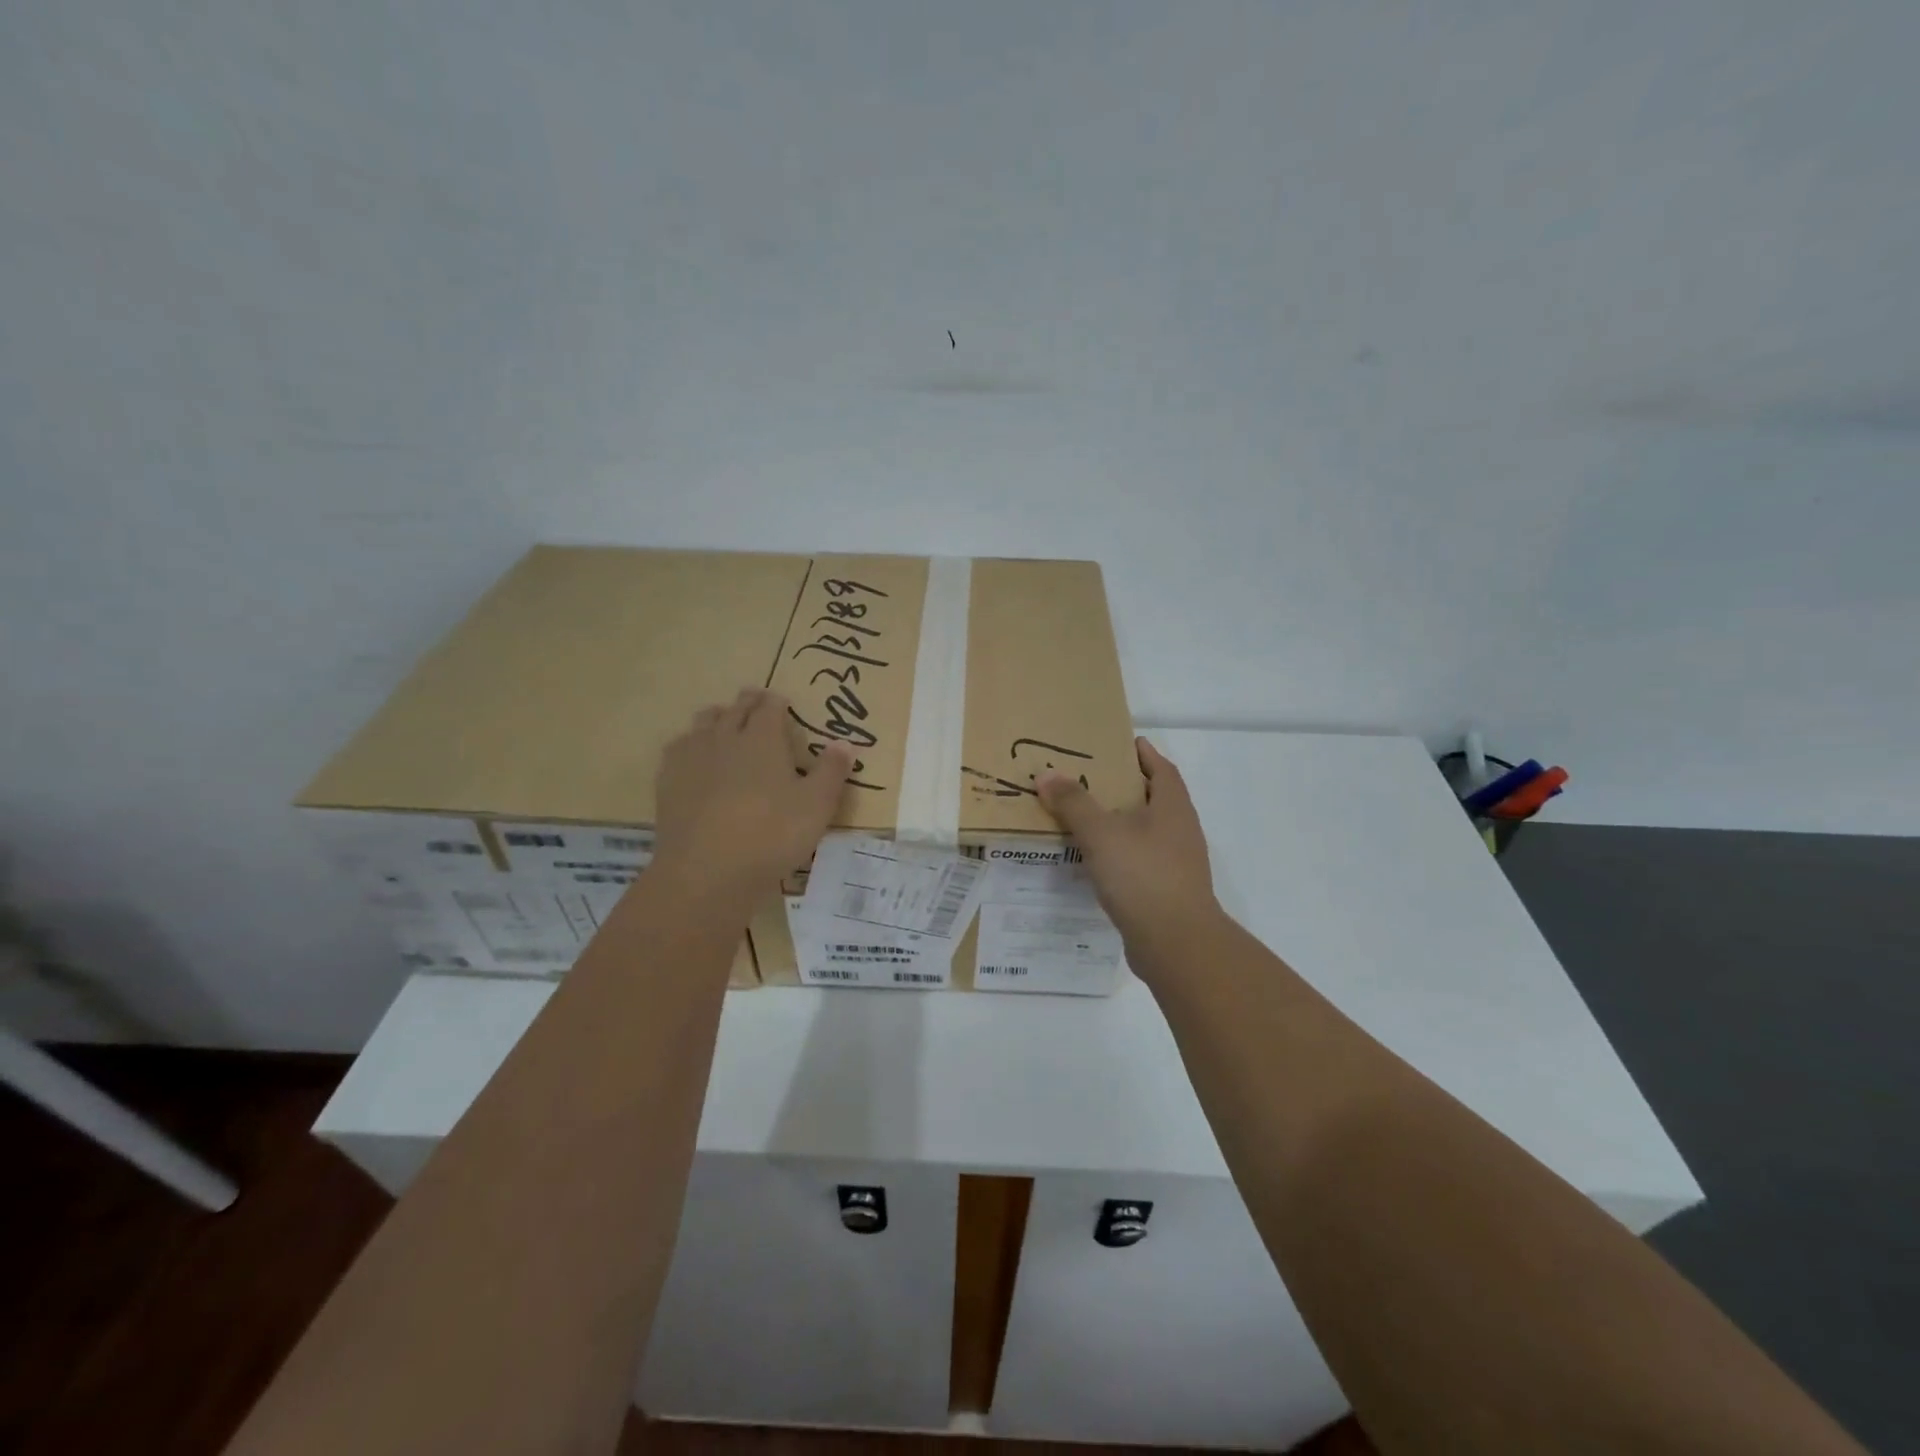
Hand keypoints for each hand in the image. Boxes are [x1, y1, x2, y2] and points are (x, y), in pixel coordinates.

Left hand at [653, 689, 851, 900]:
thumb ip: (832, 771)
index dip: (777, 702)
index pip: (769, 707)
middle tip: (756, 702)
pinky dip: (690, 743)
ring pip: (703, 722)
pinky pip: (678, 747)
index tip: (781, 701)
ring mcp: (692, 757)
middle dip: (748, 702)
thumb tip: (845, 743)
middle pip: (735, 709)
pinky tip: (693, 755)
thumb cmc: (771, 835)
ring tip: (725, 722)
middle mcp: (725, 737)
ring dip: (718, 717)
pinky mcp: (668, 781)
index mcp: (763, 739)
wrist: (706, 872)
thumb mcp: (817, 806)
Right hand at [1036, 737, 1220, 953]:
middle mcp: (1180, 830)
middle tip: (1090, 777)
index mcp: (1172, 807)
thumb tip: (1047, 774)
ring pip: (1147, 831)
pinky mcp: (1167, 890)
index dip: (1144, 754)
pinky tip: (1096, 860)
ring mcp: (1177, 862)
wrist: (1176, 943)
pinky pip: (1141, 859)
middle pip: (1154, 798)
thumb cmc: (1142, 876)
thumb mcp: (1101, 833)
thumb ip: (1073, 803)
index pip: (1162, 769)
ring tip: (1085, 816)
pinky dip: (1120, 852)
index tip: (1121, 743)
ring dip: (1121, 821)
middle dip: (1126, 786)